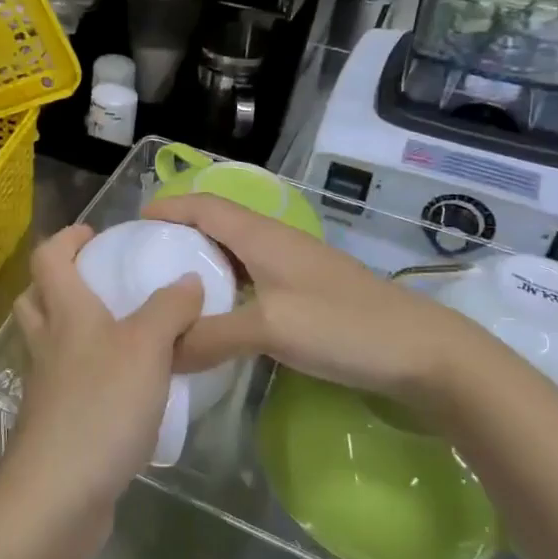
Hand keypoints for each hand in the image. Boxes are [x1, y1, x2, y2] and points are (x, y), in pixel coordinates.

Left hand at [3, 225, 205, 524]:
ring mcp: (45, 385)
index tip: (94, 235)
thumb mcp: (147, 348)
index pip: (49, 258)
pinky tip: (123, 386)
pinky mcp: (54, 422)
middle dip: (60, 280)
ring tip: (118, 331)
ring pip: (49, 340)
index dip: (67, 239)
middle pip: (36, 298)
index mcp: (65, 313)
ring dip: (72, 326)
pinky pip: (65, 380)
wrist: (59, 495)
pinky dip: (86, 371)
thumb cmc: (102, 406)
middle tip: (98, 280)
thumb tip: (188, 280)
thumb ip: (170, 309)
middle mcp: (47, 343)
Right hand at [145, 193, 498, 411]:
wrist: (423, 352)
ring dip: (204, 262)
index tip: (134, 225)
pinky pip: (254, 278)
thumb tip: (162, 351)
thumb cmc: (343, 326)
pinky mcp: (309, 293)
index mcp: (262, 236)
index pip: (205, 206)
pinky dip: (228, 286)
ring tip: (173, 289)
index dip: (169, 208)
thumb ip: (212, 336)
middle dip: (180, 235)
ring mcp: (296, 267)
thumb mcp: (270, 329)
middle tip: (145, 261)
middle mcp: (276, 242)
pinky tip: (220, 315)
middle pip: (218, 225)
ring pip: (237, 253)